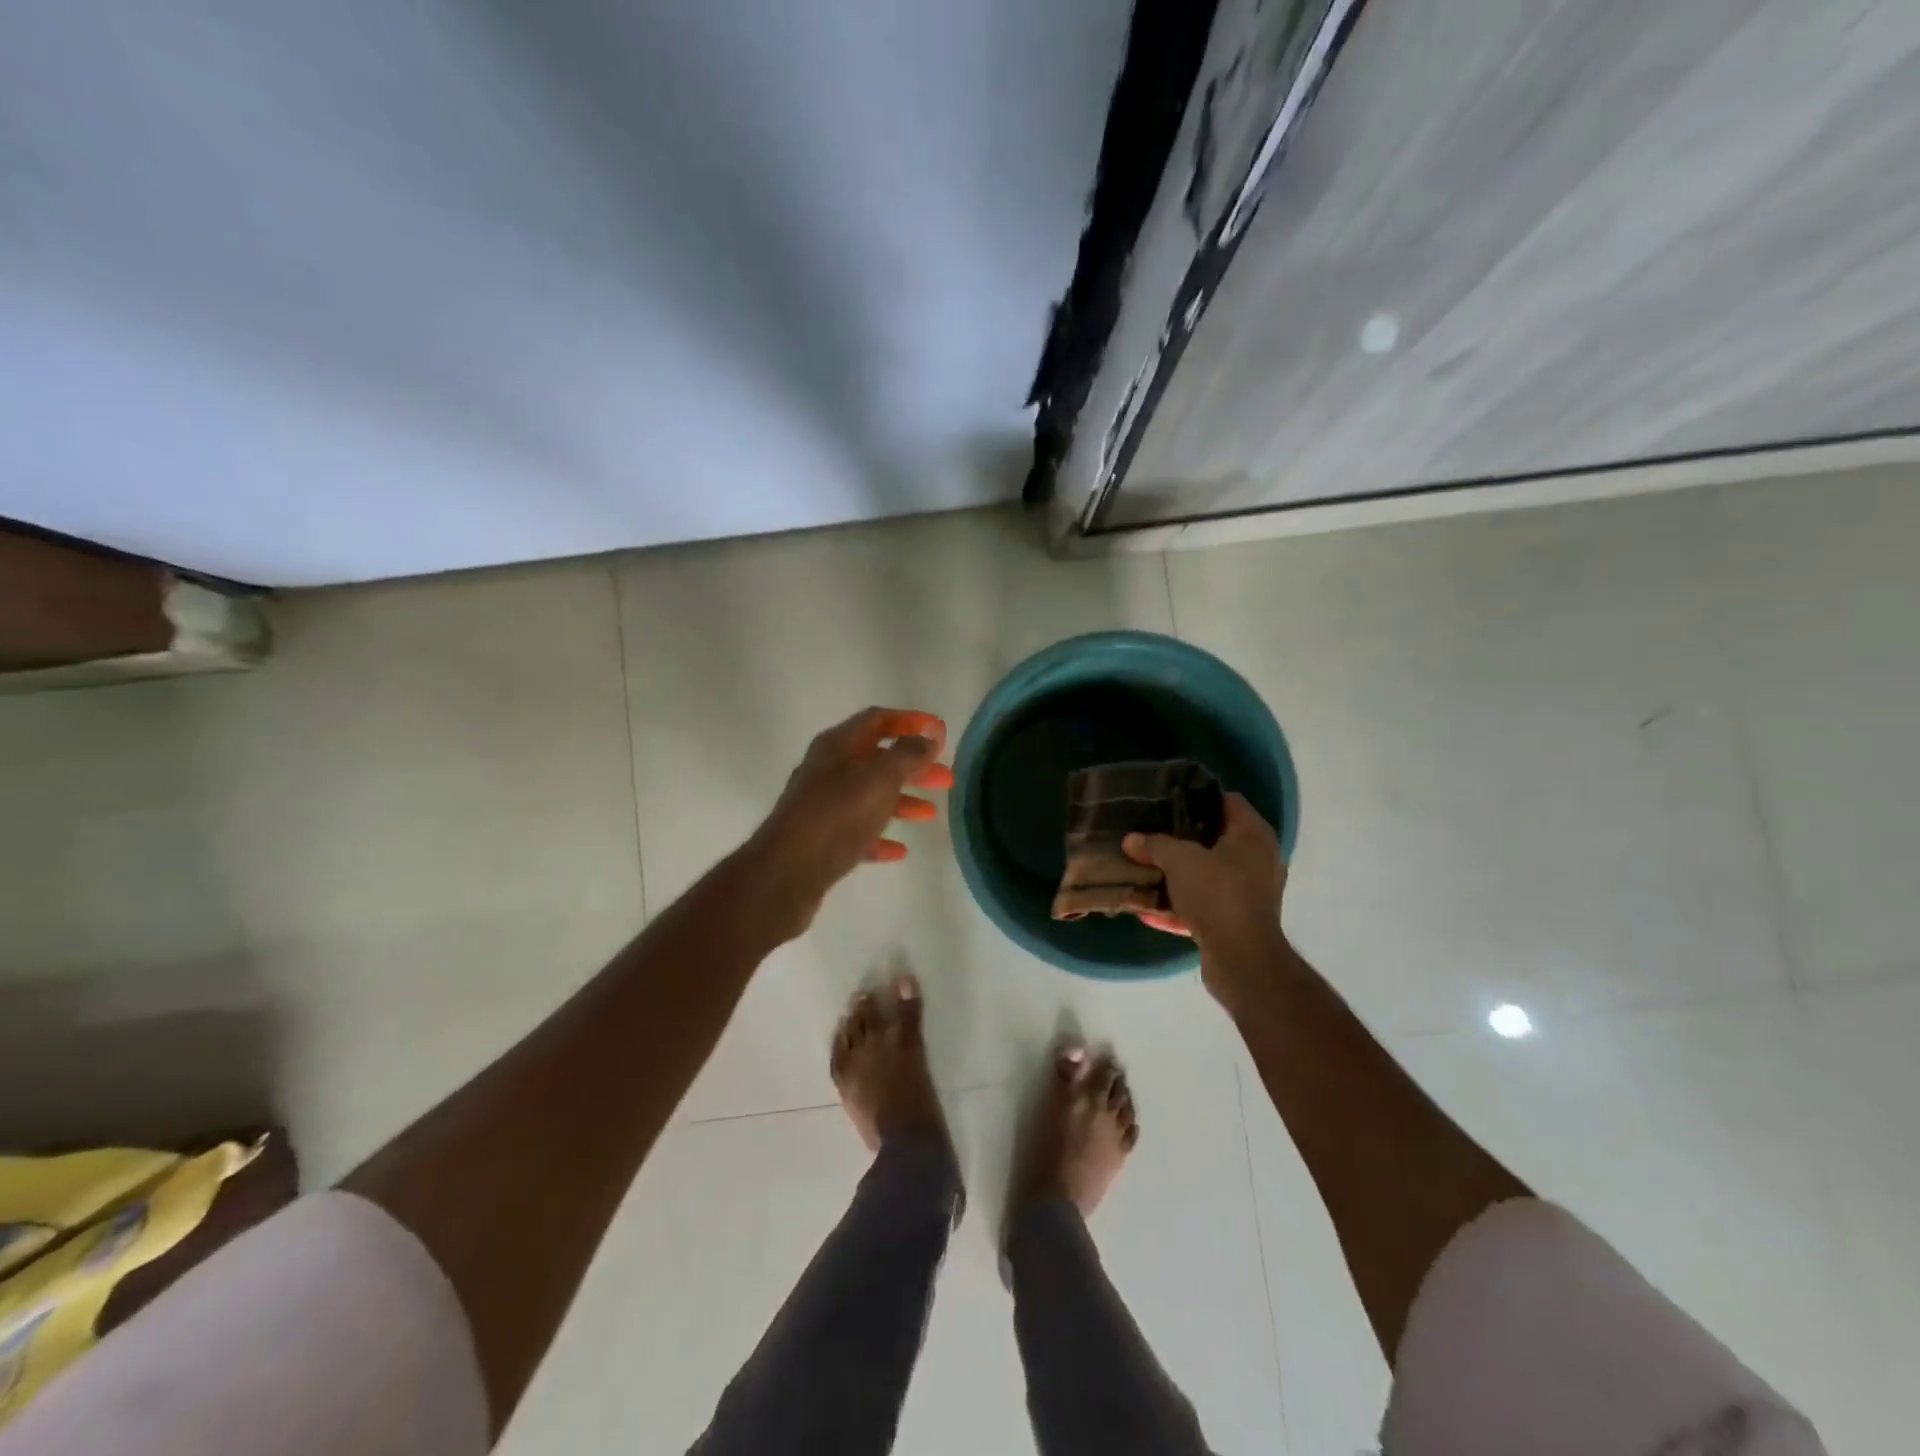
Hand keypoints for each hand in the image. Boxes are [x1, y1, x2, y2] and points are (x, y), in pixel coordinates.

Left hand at [748, 707, 954, 939]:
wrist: (787, 872)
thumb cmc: (837, 815)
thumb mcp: (879, 778)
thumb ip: (908, 754)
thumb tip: (930, 734)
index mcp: (837, 745)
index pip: (878, 720)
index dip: (911, 721)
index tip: (941, 733)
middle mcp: (827, 770)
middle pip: (878, 759)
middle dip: (913, 766)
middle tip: (945, 778)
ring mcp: (822, 805)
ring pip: (869, 796)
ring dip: (901, 801)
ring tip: (931, 814)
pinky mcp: (821, 840)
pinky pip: (857, 832)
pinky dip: (880, 836)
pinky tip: (900, 850)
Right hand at [1123, 793, 1288, 1006]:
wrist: (1242, 958)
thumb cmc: (1218, 894)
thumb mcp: (1178, 860)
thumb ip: (1154, 845)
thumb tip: (1130, 839)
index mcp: (1253, 835)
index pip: (1228, 801)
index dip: (1198, 797)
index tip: (1168, 800)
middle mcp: (1258, 860)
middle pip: (1216, 839)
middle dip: (1183, 839)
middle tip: (1152, 832)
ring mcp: (1250, 893)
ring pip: (1208, 875)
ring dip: (1179, 876)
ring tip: (1146, 869)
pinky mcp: (1238, 922)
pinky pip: (1205, 906)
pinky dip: (1181, 907)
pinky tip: (1149, 910)